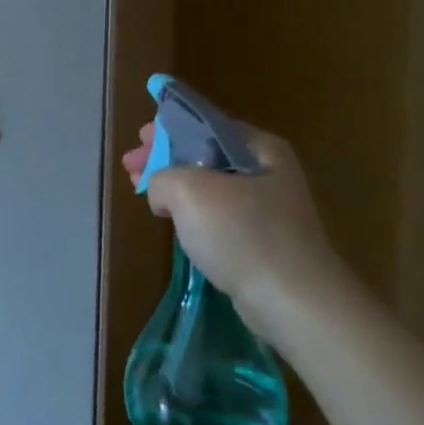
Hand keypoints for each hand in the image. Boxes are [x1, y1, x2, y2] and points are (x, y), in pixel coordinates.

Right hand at [123, 120, 342, 327]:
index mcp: (259, 148)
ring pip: (208, 185)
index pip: (206, 124)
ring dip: (173, 186)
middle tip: (131, 166)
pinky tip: (172, 220)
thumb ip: (162, 176)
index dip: (167, 128)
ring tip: (142, 192)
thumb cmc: (242, 234)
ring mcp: (267, 207)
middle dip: (164, 158)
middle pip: (204, 153)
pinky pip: (217, 214)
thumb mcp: (189, 190)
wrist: (293, 300)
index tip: (139, 140)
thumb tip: (161, 191)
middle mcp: (268, 170)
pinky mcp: (262, 239)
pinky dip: (190, 212)